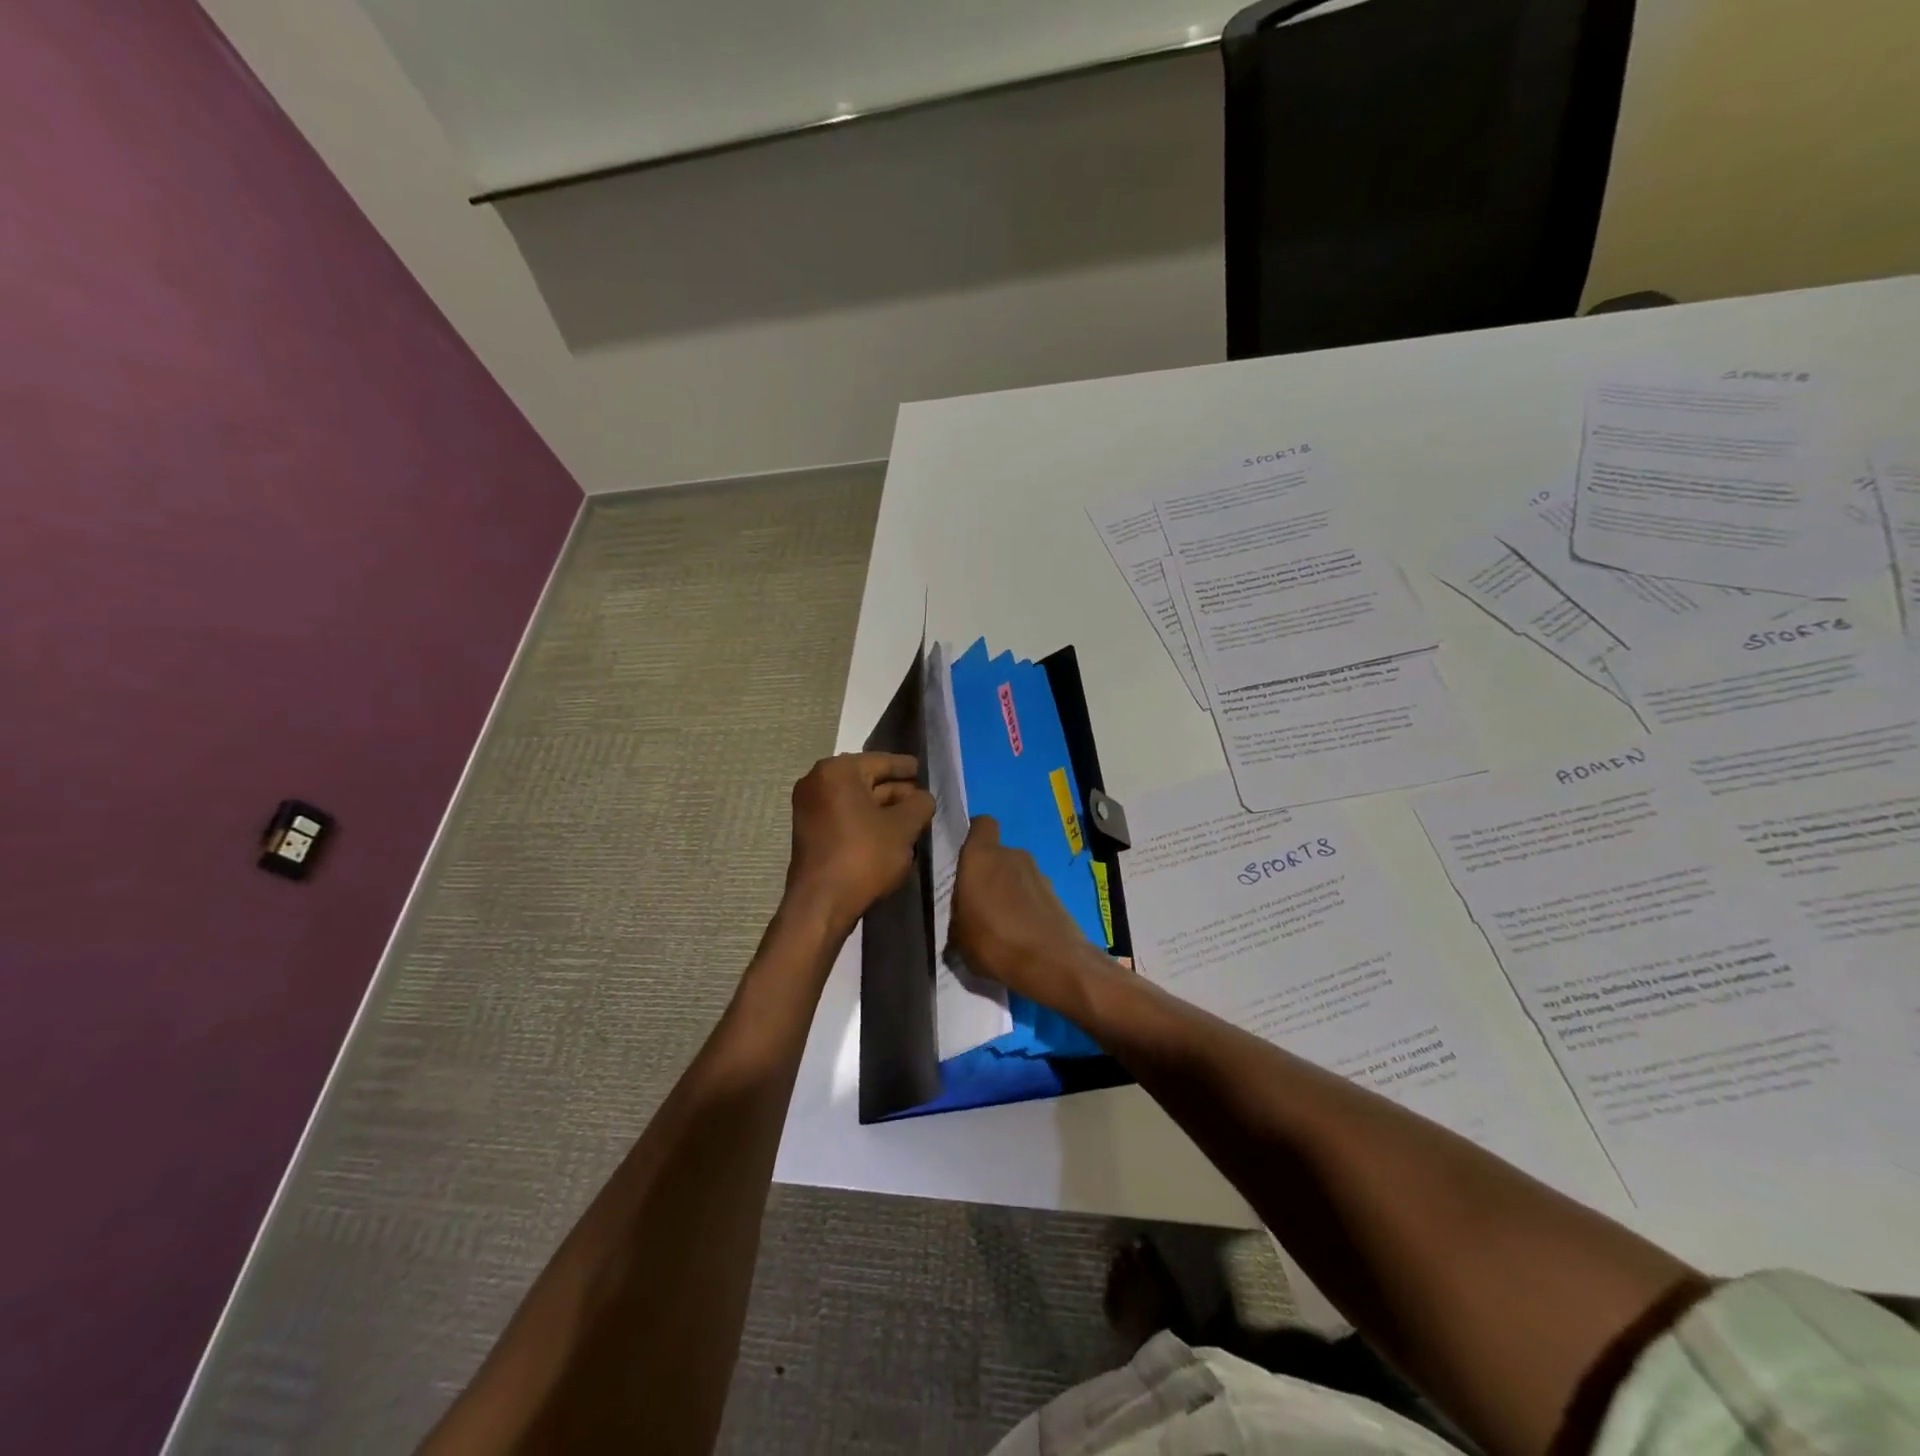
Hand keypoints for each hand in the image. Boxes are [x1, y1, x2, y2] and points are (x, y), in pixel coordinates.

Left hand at [785, 753, 935, 931]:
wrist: (822, 904)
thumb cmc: (864, 856)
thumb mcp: (904, 827)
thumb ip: (920, 805)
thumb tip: (923, 797)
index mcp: (838, 771)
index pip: (881, 761)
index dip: (906, 766)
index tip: (922, 768)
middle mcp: (817, 782)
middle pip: (867, 779)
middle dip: (896, 790)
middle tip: (922, 797)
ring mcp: (810, 808)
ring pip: (856, 800)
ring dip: (883, 808)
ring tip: (912, 816)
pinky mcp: (811, 832)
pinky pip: (845, 816)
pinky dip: (866, 820)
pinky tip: (890, 832)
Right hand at [950, 816, 1105, 1011]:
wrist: (1053, 963)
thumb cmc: (994, 942)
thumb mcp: (958, 938)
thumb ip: (957, 918)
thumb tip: (962, 920)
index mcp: (982, 856)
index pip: (981, 824)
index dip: (973, 835)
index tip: (963, 859)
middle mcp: (1012, 855)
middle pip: (997, 854)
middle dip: (988, 874)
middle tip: (977, 904)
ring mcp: (1039, 873)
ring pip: (1016, 875)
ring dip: (1008, 892)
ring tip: (1000, 925)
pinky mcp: (1057, 894)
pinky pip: (1033, 894)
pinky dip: (1026, 907)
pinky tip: (1020, 935)